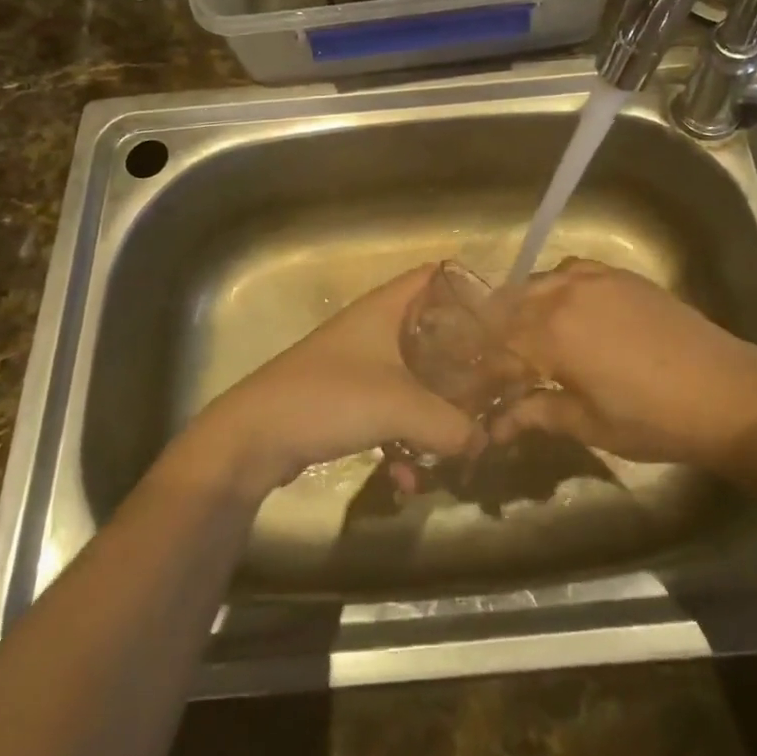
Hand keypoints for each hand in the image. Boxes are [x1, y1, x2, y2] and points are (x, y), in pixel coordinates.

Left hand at [183, 265, 482, 497]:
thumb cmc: (330, 397)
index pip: (435, 277)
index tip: (502, 320)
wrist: (254, 437)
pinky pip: (390, 412)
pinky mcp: (346, 400)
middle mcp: (374, 328)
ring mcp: (359, 365)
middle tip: (494, 387)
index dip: (469, 290)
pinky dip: (403, 439)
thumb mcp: (400, 406)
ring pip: (413, 378)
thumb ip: (450, 424)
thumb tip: (484, 441)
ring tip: (456, 446)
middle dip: (462, 363)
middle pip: (431, 333)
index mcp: (386, 307)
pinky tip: (407, 479)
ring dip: (433, 412)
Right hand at [492, 258, 756, 468]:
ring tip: (522, 335)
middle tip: (493, 360)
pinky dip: (555, 286)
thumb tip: (495, 425)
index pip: (497, 343)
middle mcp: (563, 294)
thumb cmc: (652, 419)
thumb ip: (538, 414)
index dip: (481, 365)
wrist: (724, 390)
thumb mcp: (589, 424)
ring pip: (538, 283)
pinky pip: (571, 271)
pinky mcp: (618, 275)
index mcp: (550, 333)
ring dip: (521, 306)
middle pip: (510, 305)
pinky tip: (563, 307)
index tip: (473, 385)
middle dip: (495, 331)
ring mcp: (593, 278)